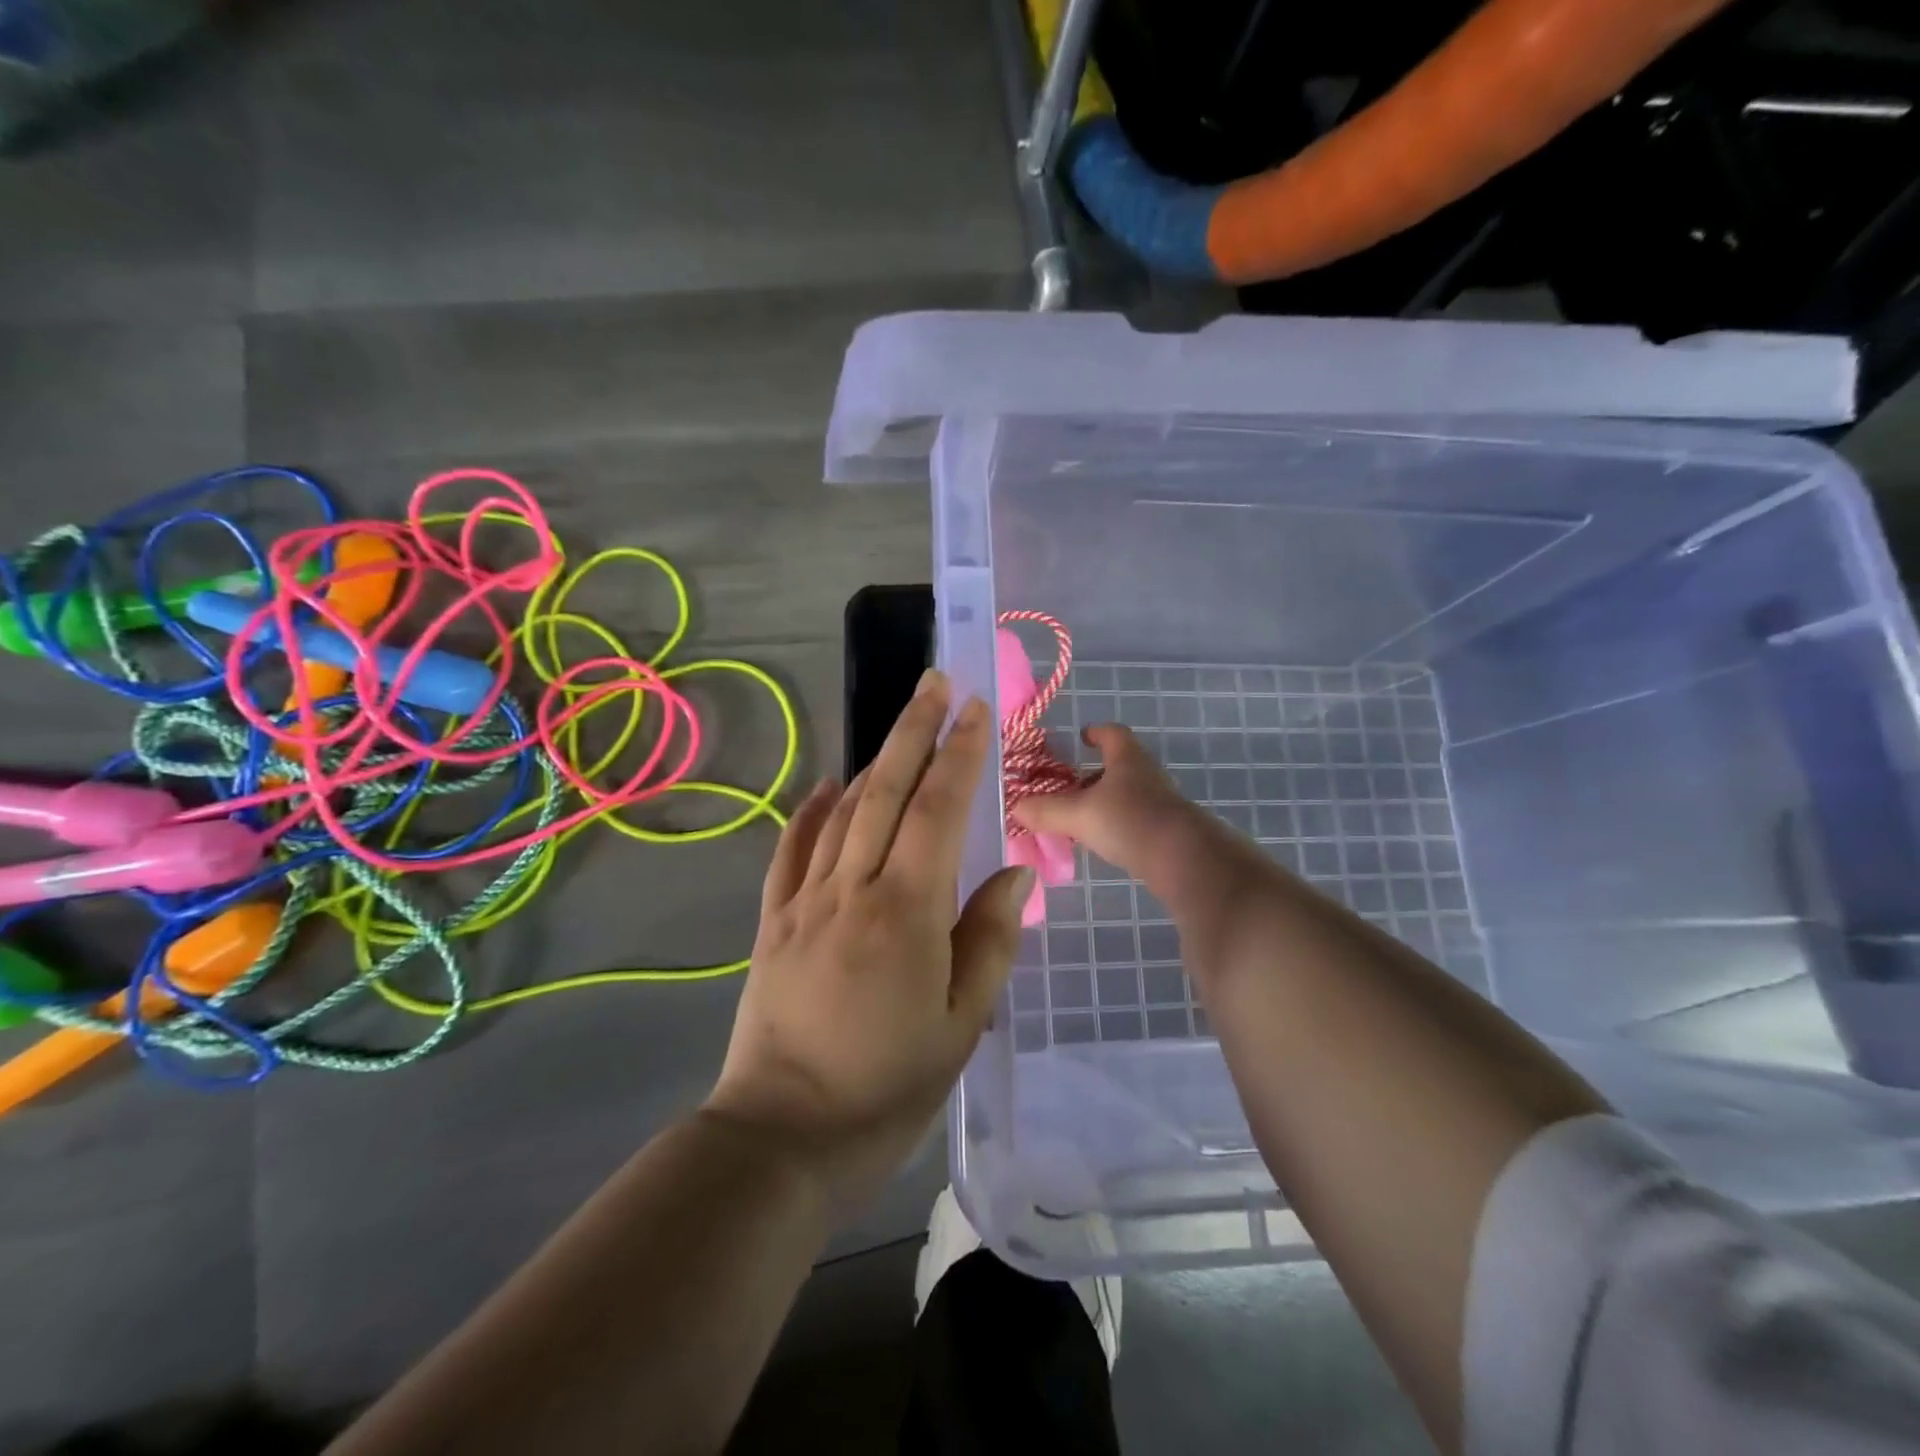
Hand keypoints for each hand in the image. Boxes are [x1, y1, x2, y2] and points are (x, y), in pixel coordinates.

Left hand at [705, 670, 1032, 1212]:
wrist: (782, 1136)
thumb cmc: (888, 1087)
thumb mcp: (961, 1023)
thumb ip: (990, 938)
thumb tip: (1008, 872)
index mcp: (906, 912)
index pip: (937, 810)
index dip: (959, 754)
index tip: (975, 708)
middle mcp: (852, 889)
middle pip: (884, 790)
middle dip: (914, 730)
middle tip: (934, 682)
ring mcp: (804, 901)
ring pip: (841, 812)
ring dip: (872, 760)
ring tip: (899, 725)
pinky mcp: (772, 921)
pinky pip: (792, 851)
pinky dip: (811, 811)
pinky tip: (826, 786)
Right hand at [1012, 723, 1222, 883]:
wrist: (1184, 859)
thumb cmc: (1129, 821)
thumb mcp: (1078, 815)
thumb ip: (1045, 811)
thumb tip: (1014, 807)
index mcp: (1128, 759)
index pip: (1113, 734)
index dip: (1098, 732)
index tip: (1083, 736)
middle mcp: (1147, 776)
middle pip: (1120, 766)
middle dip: (1094, 774)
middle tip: (1069, 787)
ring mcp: (1161, 804)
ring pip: (1128, 795)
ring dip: (1105, 802)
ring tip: (1080, 819)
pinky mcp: (1167, 831)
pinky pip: (1136, 820)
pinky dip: (1117, 825)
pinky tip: (1102, 842)